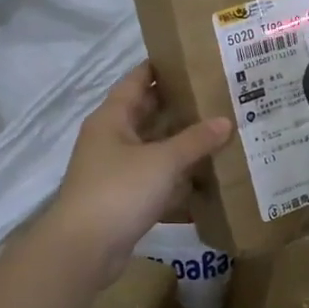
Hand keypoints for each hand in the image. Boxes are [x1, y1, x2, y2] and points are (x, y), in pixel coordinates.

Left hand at [46, 64, 231, 282]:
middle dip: (180, 106)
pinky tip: (207, 179)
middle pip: (148, 114)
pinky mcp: (124, 199)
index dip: (161, 67)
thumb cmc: (119, 191)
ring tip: (221, 133)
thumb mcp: (162, 161)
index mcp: (112, 118)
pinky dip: (178, 179)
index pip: (137, 80)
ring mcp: (116, 171)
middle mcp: (111, 139)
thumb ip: (195, 140)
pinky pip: (156, 180)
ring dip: (182, 144)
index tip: (192, 58)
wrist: (83, 249)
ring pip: (154, 148)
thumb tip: (225, 121)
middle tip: (218, 96)